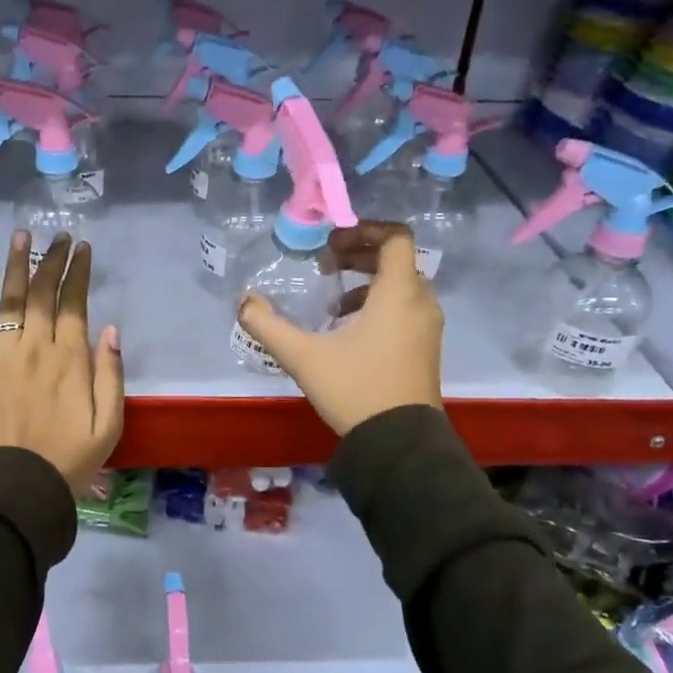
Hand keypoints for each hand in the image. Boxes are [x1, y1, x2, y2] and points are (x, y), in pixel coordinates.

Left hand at [0, 231, 124, 494]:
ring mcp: (2, 352)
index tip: (83, 248)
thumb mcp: (109, 424)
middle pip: (43, 292)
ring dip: (17, 263)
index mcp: (71, 359)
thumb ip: (111, 375)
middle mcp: (36, 346)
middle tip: (60, 236)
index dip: (79, 273)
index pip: (74, 303)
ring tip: (22, 235)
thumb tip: (110, 330)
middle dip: (53, 259)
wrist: (14, 486)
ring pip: (11, 297)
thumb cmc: (68, 459)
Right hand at [237, 223, 442, 436]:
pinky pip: (406, 308)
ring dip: (368, 282)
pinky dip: (381, 304)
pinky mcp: (426, 348)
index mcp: (398, 294)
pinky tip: (350, 330)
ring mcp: (428, 327)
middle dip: (360, 255)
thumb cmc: (355, 389)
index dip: (364, 230)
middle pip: (397, 259)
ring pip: (402, 285)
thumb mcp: (303, 356)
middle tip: (326, 265)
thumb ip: (268, 325)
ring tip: (334, 302)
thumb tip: (243, 301)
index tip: (333, 242)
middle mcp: (420, 303)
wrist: (399, 442)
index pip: (396, 238)